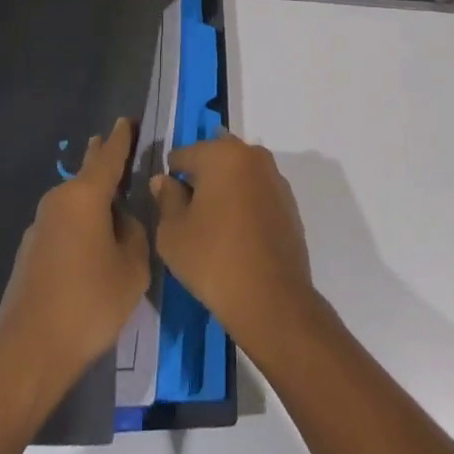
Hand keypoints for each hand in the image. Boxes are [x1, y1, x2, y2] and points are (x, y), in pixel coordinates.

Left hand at [0, 116, 149, 395]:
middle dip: (102, 159)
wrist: (27, 352)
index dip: (122, 137)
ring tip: (113, 209)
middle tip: (115, 147)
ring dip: (92, 201)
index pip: (109, 155)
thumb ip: (135, 234)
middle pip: (87, 172)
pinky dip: (80, 226)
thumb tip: (122, 220)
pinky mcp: (30, 252)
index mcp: (86, 195)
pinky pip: (64, 226)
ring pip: (75, 202)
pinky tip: (90, 250)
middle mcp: (60, 200)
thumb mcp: (132, 269)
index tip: (127, 119)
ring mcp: (40, 225)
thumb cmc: (88, 304)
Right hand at [152, 133, 319, 353]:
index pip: (184, 154)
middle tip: (190, 212)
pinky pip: (258, 193)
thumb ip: (166, 199)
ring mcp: (274, 177)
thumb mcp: (173, 233)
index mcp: (221, 153)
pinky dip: (246, 203)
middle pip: (215, 157)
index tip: (167, 202)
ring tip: (214, 224)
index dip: (171, 177)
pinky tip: (238, 234)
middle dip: (201, 177)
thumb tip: (164, 180)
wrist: (273, 300)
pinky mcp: (289, 203)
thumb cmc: (213, 260)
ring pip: (239, 173)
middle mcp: (251, 155)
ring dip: (225, 188)